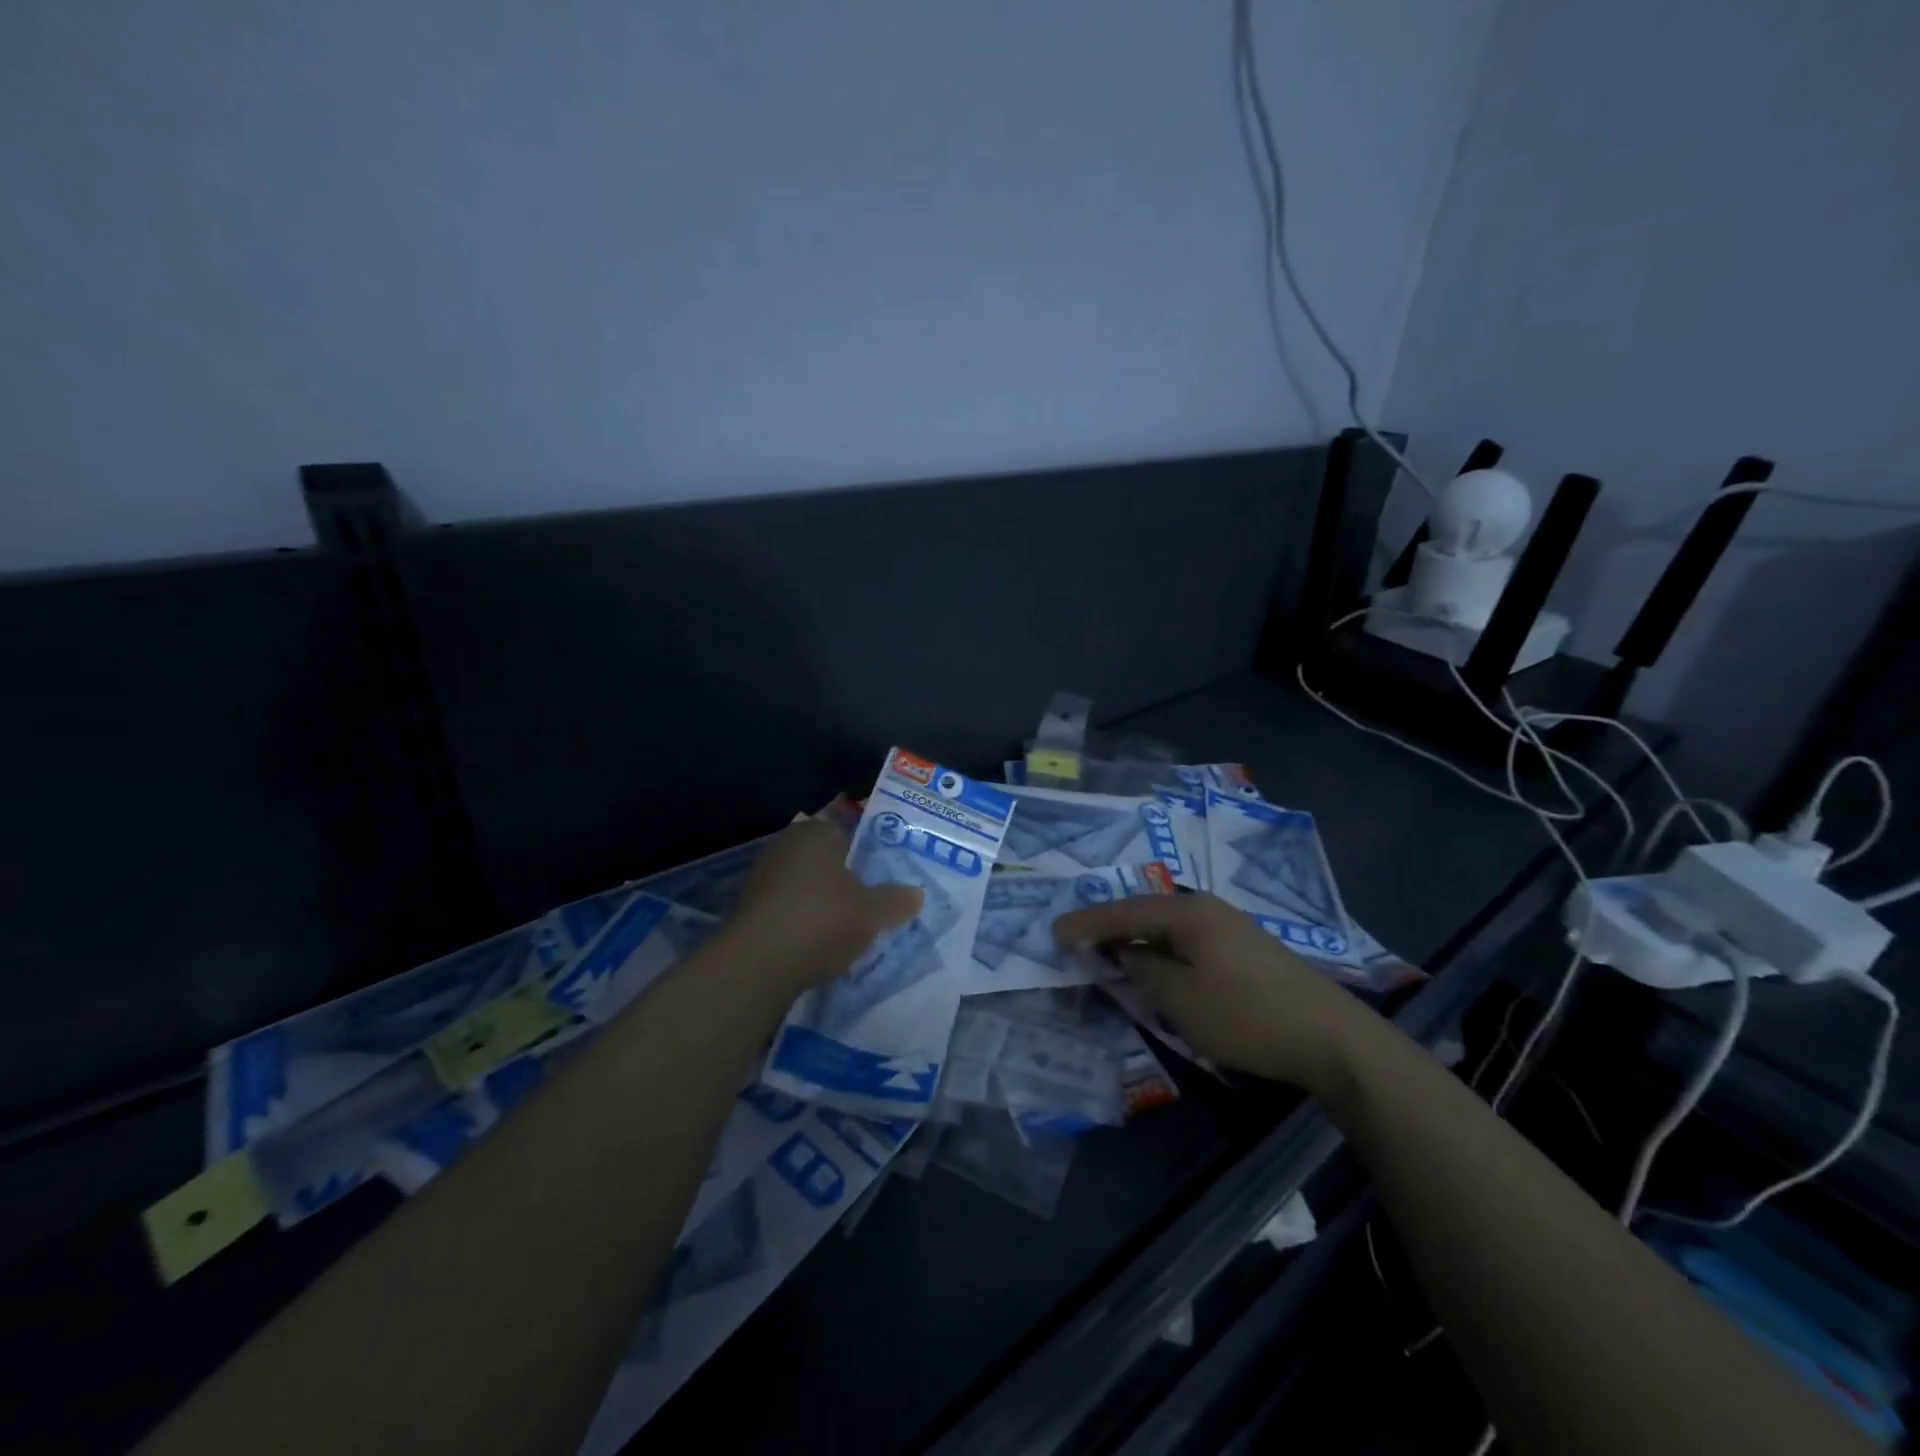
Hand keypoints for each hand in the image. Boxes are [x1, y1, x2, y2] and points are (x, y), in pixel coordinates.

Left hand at [728, 818, 922, 991]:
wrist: (758, 964)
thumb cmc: (822, 920)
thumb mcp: (872, 912)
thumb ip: (896, 901)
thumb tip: (916, 894)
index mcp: (816, 833)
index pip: (847, 833)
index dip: (866, 855)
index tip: (881, 879)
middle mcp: (785, 845)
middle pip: (825, 861)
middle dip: (843, 880)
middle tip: (868, 904)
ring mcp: (762, 877)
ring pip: (804, 886)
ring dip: (821, 904)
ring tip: (845, 930)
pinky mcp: (748, 909)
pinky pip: (786, 909)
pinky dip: (800, 922)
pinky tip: (815, 945)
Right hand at [1054, 892, 1377, 1091]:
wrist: (1331, 1037)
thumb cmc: (1247, 1016)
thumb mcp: (1182, 999)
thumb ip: (1143, 970)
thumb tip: (1124, 952)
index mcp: (1188, 912)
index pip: (1125, 912)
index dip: (1088, 923)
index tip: (1055, 931)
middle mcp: (1207, 908)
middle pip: (1146, 911)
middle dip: (1110, 926)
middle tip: (1077, 939)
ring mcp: (1230, 926)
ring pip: (1168, 926)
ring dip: (1137, 938)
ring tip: (1109, 951)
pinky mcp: (1244, 948)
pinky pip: (1188, 939)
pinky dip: (1162, 949)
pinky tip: (1156, 963)